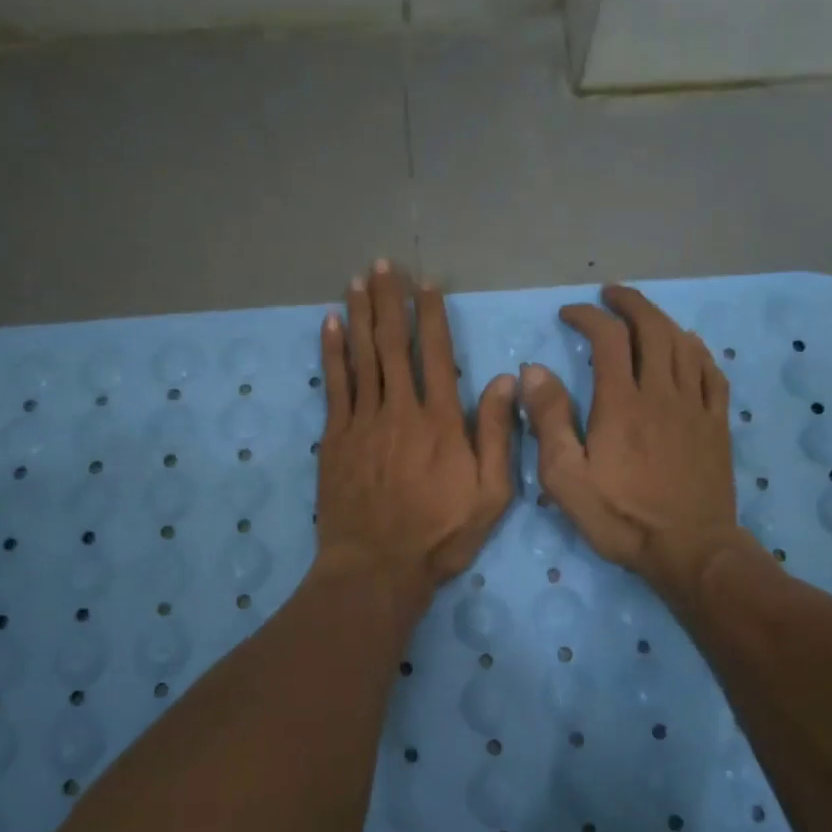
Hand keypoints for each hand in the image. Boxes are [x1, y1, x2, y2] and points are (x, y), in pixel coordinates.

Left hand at [316, 261, 517, 598]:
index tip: (425, 284)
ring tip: (357, 281)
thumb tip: (502, 381)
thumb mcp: (490, 494)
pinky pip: (334, 385)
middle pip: (393, 344)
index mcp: (440, 421)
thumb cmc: (440, 534)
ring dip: (359, 315)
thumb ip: (497, 435)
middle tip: (383, 264)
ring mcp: (363, 421)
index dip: (430, 315)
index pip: (435, 354)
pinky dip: (332, 352)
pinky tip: (330, 325)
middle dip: (389, 301)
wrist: (377, 567)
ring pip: (362, 356)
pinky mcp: (335, 438)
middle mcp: (400, 409)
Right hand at [520, 285, 752, 607]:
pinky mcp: (717, 425)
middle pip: (651, 329)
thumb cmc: (621, 517)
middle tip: (610, 294)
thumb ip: (548, 420)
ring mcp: (695, 407)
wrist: (689, 550)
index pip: (607, 338)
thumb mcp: (566, 477)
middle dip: (629, 303)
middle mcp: (661, 393)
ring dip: (661, 319)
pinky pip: (712, 373)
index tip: (569, 313)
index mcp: (621, 403)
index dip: (588, 316)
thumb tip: (533, 371)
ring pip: (683, 345)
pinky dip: (697, 350)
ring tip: (643, 313)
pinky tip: (689, 346)